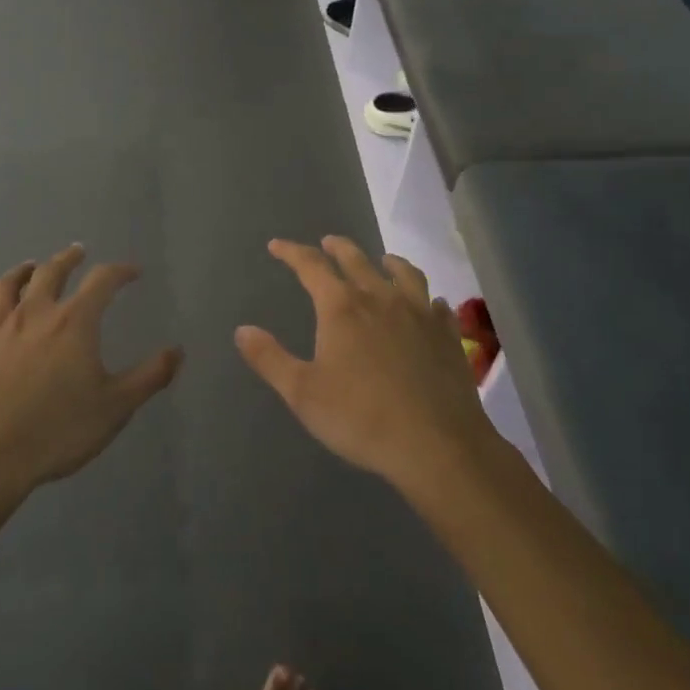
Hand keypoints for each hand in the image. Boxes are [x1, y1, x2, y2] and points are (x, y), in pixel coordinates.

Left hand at [0, 244, 181, 501]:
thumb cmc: (57, 430)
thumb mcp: (116, 407)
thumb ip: (150, 376)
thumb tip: (177, 350)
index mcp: (74, 322)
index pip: (102, 281)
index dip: (119, 271)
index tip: (132, 271)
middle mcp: (35, 315)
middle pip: (50, 272)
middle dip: (67, 259)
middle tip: (77, 251)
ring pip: (5, 288)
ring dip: (19, 273)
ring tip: (28, 267)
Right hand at [236, 237, 494, 491]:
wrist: (437, 446)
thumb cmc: (361, 418)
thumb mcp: (302, 393)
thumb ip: (270, 359)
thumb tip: (242, 330)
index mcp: (342, 307)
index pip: (311, 266)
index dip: (292, 252)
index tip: (277, 245)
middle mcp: (381, 298)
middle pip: (356, 260)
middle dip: (337, 248)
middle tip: (327, 243)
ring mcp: (420, 314)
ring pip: (404, 273)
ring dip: (388, 262)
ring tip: (383, 260)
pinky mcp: (447, 335)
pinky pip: (436, 305)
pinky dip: (427, 299)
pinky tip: (429, 305)